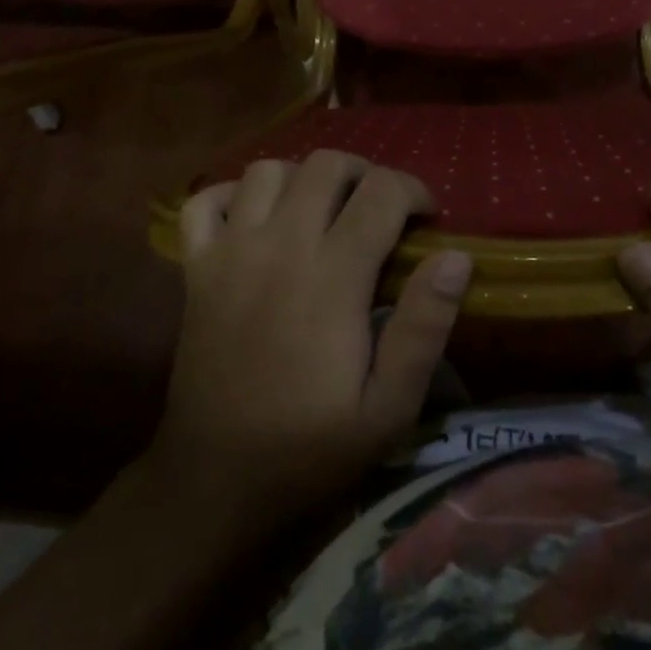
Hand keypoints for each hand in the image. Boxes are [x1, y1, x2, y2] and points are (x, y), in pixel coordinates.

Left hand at [149, 151, 471, 532]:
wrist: (214, 484)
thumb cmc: (309, 449)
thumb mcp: (389, 409)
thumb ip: (424, 328)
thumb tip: (456, 256)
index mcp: (331, 277)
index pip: (381, 192)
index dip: (413, 190)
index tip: (426, 216)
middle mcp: (279, 246)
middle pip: (326, 164)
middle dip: (365, 174)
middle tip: (379, 211)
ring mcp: (229, 253)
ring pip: (267, 170)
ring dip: (302, 177)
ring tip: (321, 211)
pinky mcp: (194, 268)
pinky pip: (204, 201)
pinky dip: (230, 195)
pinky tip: (253, 219)